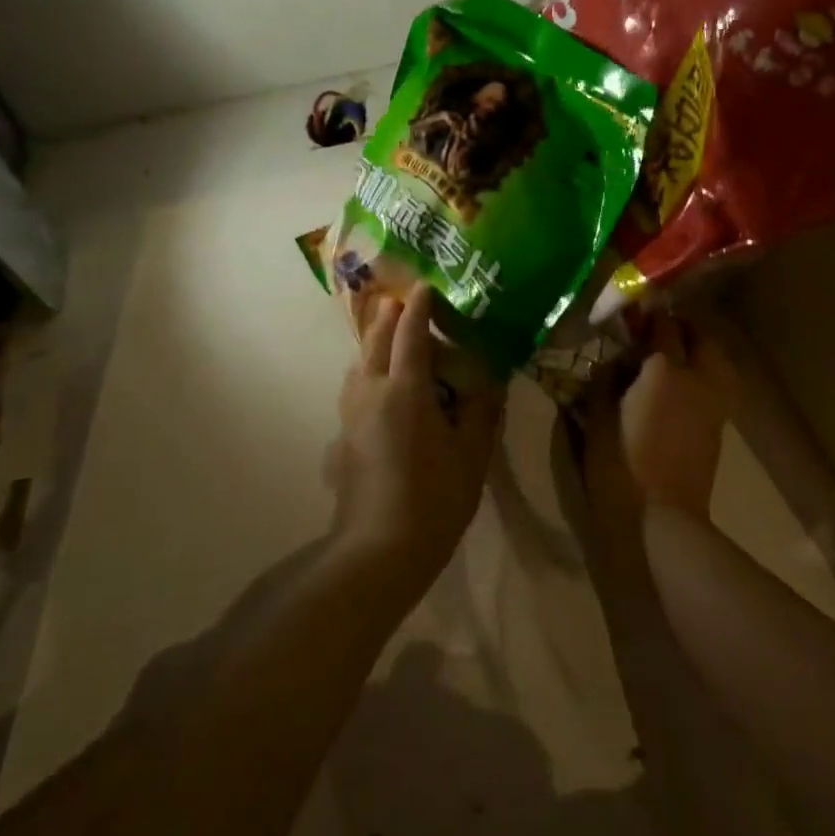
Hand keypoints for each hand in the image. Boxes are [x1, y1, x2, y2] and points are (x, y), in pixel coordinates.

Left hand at [328, 284, 502, 590]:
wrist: (378, 549)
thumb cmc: (434, 498)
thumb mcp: (472, 454)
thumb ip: (482, 410)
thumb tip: (490, 378)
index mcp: (405, 389)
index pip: (410, 334)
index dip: (419, 307)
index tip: (426, 286)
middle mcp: (371, 390)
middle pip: (375, 338)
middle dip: (390, 315)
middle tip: (406, 302)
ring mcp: (351, 412)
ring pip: (359, 360)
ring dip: (375, 340)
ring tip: (394, 337)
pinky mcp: (344, 434)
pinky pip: (355, 384)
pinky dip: (368, 367)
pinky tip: (383, 384)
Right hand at [578, 311, 735, 523]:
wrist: (661, 519)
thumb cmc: (619, 466)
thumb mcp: (597, 418)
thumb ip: (606, 381)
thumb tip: (613, 360)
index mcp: (664, 370)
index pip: (663, 326)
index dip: (650, 315)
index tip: (636, 311)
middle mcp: (697, 378)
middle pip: (702, 337)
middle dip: (683, 326)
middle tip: (659, 329)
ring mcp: (714, 403)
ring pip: (718, 360)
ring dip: (701, 348)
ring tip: (677, 354)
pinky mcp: (719, 426)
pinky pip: (719, 384)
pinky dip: (706, 373)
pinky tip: (684, 384)